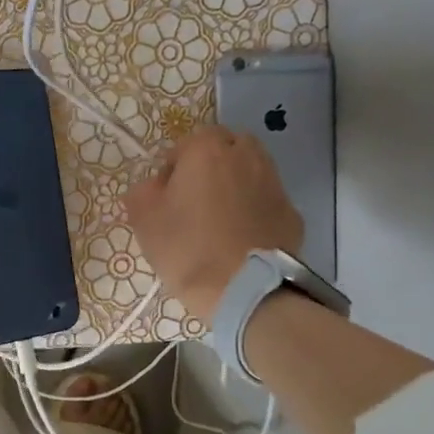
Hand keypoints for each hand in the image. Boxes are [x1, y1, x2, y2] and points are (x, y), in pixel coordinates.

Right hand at [124, 126, 303, 322]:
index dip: (172, 169)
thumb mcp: (144, 219)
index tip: (166, 197)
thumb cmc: (187, 248)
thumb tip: (154, 187)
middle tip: (194, 200)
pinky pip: (266, 201)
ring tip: (219, 218)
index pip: (185, 144)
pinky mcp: (292, 212)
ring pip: (250, 171)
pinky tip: (242, 237)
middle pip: (225, 148)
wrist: (245, 289)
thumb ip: (142, 192)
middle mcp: (246, 156)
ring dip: (235, 184)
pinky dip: (255, 210)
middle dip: (209, 166)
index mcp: (207, 150)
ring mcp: (274, 183)